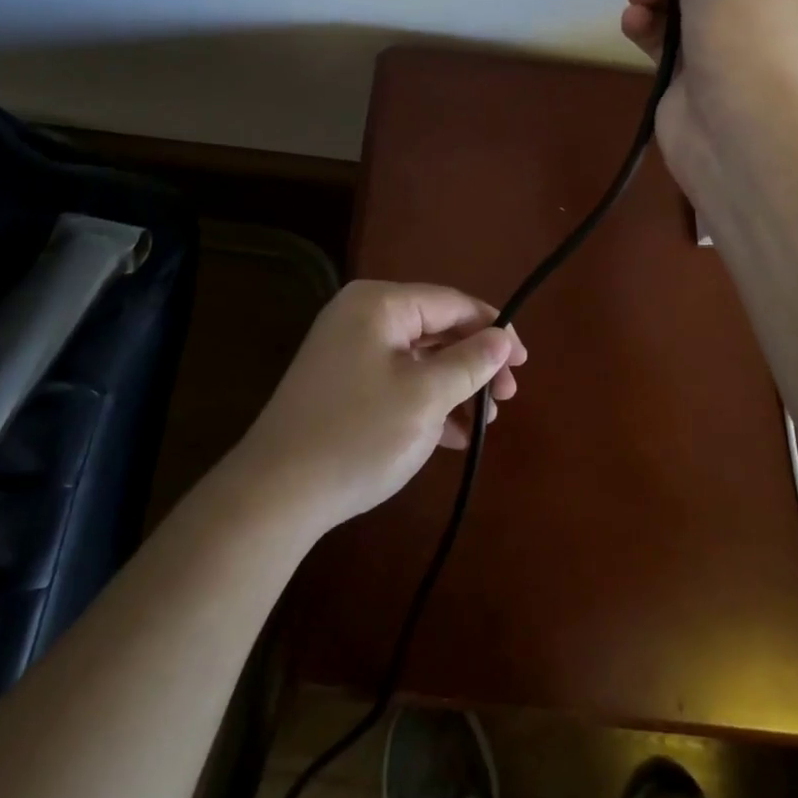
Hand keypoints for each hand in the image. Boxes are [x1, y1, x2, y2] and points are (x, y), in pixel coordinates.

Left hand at [231, 280, 526, 531]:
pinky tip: (453, 435)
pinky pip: (396, 379)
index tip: (523, 363)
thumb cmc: (358, 434)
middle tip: (506, 398)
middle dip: (475, 363)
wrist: (274, 495)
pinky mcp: (342, 384)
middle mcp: (362, 316)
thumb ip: (470, 362)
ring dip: (454, 387)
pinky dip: (426, 401)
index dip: (494, 329)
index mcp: (380, 303)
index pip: (452, 303)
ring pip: (418, 358)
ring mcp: (348, 350)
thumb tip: (502, 338)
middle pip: (436, 328)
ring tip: (484, 423)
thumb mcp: (426, 397)